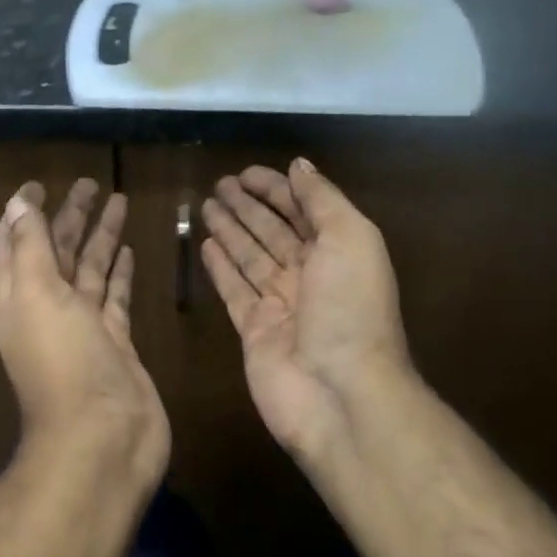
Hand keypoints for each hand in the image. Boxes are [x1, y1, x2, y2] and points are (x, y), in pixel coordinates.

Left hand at [0, 179, 169, 485]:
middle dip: (69, 217)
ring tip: (118, 201)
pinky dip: (120, 274)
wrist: (102, 437)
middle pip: (55, 252)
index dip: (22, 215)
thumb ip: (29, 246)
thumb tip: (17, 203)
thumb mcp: (37, 294)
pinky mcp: (115, 342)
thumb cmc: (63, 361)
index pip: (13, 245)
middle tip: (88, 183)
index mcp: (18, 296)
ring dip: (99, 237)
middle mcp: (47, 308)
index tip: (37, 185)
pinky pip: (115, 298)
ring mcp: (83, 327)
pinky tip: (129, 251)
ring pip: (89, 270)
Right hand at [201, 158, 411, 466]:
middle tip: (220, 184)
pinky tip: (206, 245)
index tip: (247, 172)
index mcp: (338, 251)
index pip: (302, 210)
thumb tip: (299, 165)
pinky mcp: (252, 329)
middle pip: (272, 232)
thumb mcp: (350, 238)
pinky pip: (233, 289)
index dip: (277, 189)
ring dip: (230, 230)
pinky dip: (220, 267)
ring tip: (206, 205)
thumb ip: (322, 200)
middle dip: (249, 206)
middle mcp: (309, 275)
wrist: (339, 391)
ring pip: (249, 257)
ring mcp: (279, 304)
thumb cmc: (350, 308)